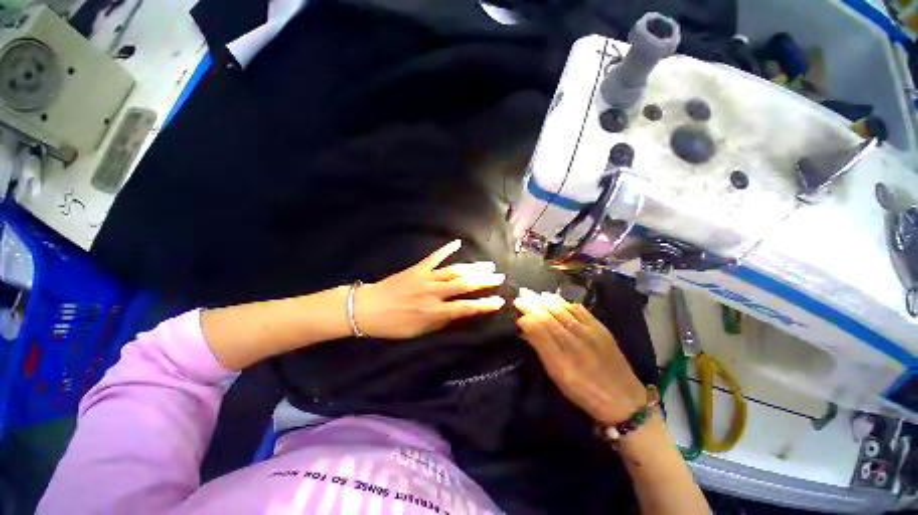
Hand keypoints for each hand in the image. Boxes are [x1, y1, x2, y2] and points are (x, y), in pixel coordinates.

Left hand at [355, 240, 505, 338]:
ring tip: (488, 265)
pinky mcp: (417, 268)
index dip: (484, 305)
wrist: (366, 309)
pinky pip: (434, 257)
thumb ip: (440, 322)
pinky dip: (446, 249)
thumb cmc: (393, 325)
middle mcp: (433, 293)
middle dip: (484, 281)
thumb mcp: (418, 331)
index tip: (499, 301)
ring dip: (472, 267)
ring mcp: (425, 278)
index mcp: (434, 311)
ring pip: (454, 271)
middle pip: (464, 285)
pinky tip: (457, 243)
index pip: (465, 308)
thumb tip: (459, 313)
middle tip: (500, 277)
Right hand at [514, 289, 646, 425]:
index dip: (527, 313)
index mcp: (561, 355)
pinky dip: (567, 303)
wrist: (624, 400)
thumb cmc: (584, 391)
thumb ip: (542, 348)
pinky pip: (581, 311)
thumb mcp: (557, 375)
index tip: (517, 305)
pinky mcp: (602, 330)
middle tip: (522, 294)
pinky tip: (559, 299)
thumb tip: (526, 325)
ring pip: (564, 310)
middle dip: (534, 303)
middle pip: (550, 315)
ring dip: (548, 300)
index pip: (540, 325)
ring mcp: (590, 332)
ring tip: (536, 294)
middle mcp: (575, 339)